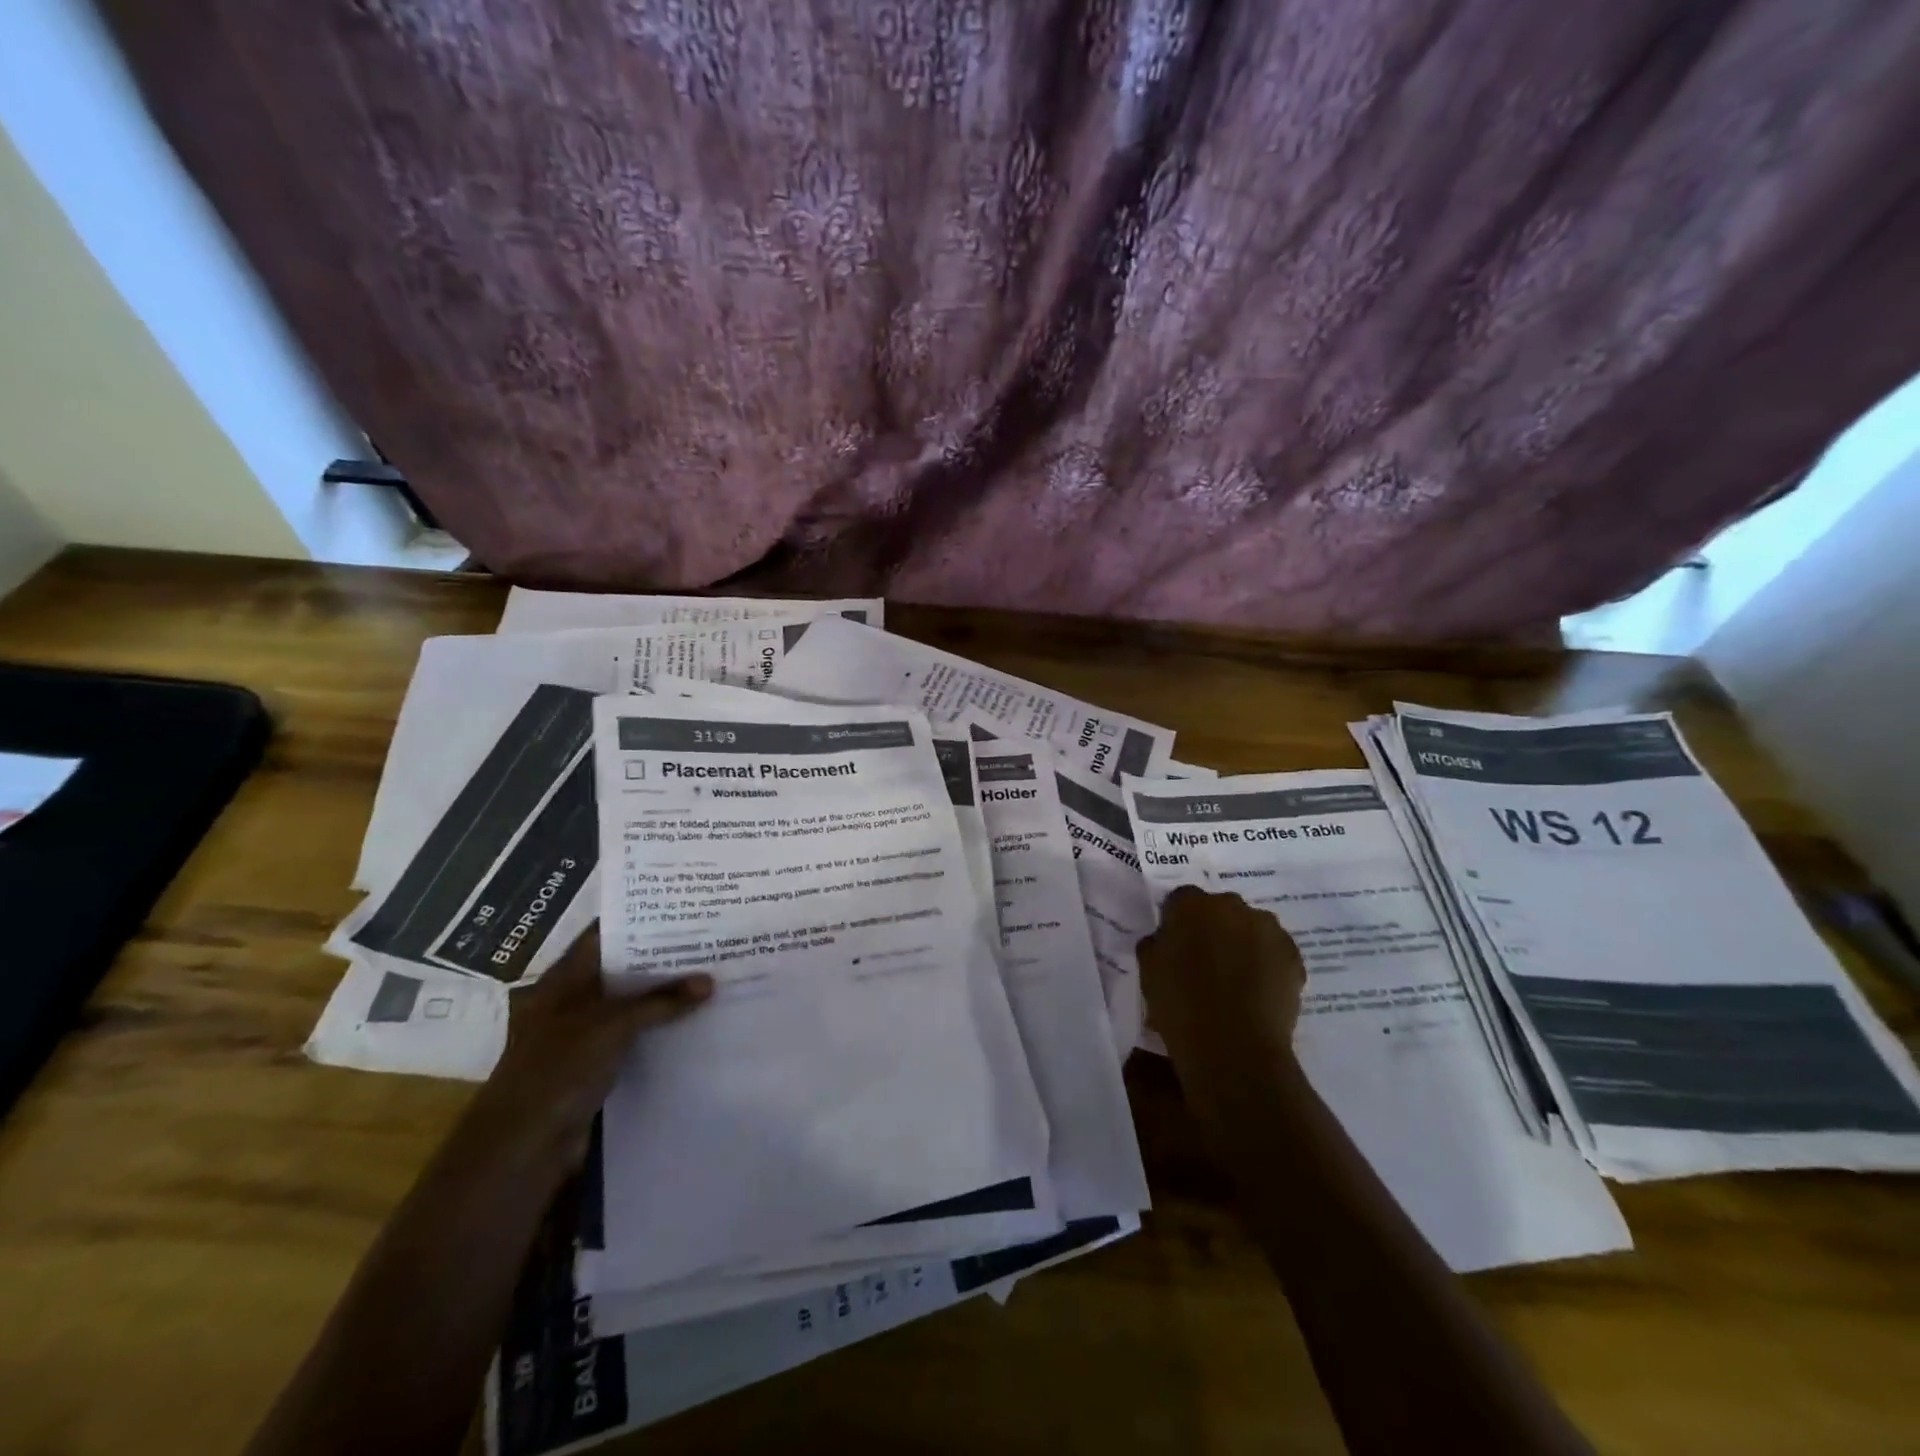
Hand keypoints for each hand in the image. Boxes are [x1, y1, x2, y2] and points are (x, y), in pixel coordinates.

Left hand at [472, 930, 712, 1166]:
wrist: (522, 1148)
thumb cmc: (557, 1069)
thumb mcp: (610, 1025)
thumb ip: (660, 1001)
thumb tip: (710, 981)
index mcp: (566, 978)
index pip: (606, 934)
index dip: (641, 918)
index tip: (683, 905)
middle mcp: (576, 999)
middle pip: (624, 967)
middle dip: (663, 954)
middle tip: (711, 936)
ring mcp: (587, 1032)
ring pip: (634, 1002)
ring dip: (667, 993)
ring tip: (715, 972)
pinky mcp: (600, 1063)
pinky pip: (638, 1035)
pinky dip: (663, 1026)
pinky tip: (699, 1018)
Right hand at [1137, 887, 1304, 1085]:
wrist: (1234, 1048)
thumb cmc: (1180, 1006)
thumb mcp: (1148, 971)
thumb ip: (1156, 944)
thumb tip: (1166, 939)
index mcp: (1191, 905)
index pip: (1180, 900)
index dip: (1177, 921)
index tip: (1175, 944)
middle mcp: (1231, 906)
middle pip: (1219, 909)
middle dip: (1212, 928)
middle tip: (1205, 961)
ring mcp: (1267, 929)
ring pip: (1250, 927)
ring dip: (1242, 942)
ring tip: (1235, 978)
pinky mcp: (1293, 955)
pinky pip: (1274, 951)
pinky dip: (1266, 963)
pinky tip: (1257, 991)